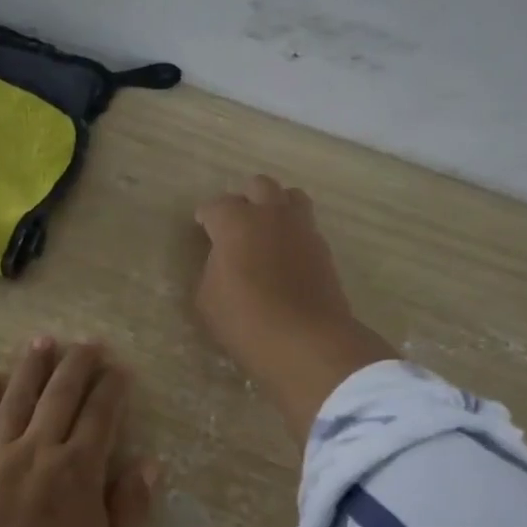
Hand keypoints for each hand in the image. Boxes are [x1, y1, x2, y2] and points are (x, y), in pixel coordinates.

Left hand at [0, 338, 157, 526]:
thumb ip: (129, 510)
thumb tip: (148, 464)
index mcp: (77, 471)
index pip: (101, 416)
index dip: (112, 389)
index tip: (119, 369)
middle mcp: (38, 450)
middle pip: (60, 395)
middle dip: (77, 364)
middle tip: (88, 342)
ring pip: (16, 397)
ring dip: (32, 366)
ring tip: (43, 341)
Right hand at [193, 174, 396, 446]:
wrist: (306, 340)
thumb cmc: (245, 320)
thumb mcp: (207, 299)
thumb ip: (212, 269)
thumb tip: (222, 261)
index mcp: (236, 222)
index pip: (215, 206)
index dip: (205, 217)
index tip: (201, 228)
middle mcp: (271, 215)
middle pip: (259, 186)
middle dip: (244, 199)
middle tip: (235, 224)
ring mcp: (302, 229)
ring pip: (291, 197)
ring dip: (276, 207)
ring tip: (266, 231)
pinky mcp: (324, 249)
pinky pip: (306, 226)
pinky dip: (293, 232)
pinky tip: (285, 255)